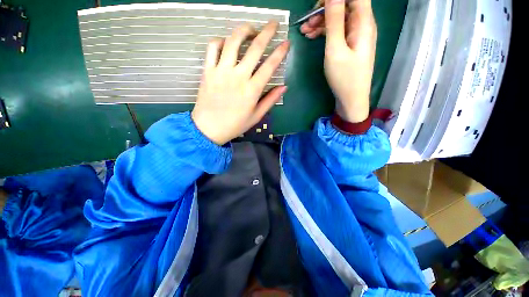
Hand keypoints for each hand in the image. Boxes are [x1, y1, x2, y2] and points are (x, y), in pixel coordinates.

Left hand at [191, 21, 289, 144]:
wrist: (209, 128)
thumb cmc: (235, 125)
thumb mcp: (256, 116)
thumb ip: (270, 100)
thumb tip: (283, 87)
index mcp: (252, 90)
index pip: (270, 65)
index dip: (280, 52)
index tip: (287, 43)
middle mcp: (238, 76)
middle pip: (254, 47)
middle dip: (267, 32)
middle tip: (273, 24)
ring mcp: (221, 71)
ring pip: (233, 41)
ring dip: (244, 30)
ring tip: (251, 29)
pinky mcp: (208, 70)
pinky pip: (212, 47)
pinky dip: (220, 40)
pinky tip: (226, 43)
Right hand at [300, 0, 376, 122]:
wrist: (351, 99)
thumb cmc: (345, 77)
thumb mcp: (336, 49)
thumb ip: (334, 21)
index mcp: (363, 22)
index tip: (318, 5)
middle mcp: (362, 24)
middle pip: (344, 5)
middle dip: (324, 10)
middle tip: (306, 22)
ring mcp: (355, 35)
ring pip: (338, 18)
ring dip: (321, 22)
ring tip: (304, 32)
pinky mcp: (349, 45)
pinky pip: (337, 31)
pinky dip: (324, 32)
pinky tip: (311, 37)